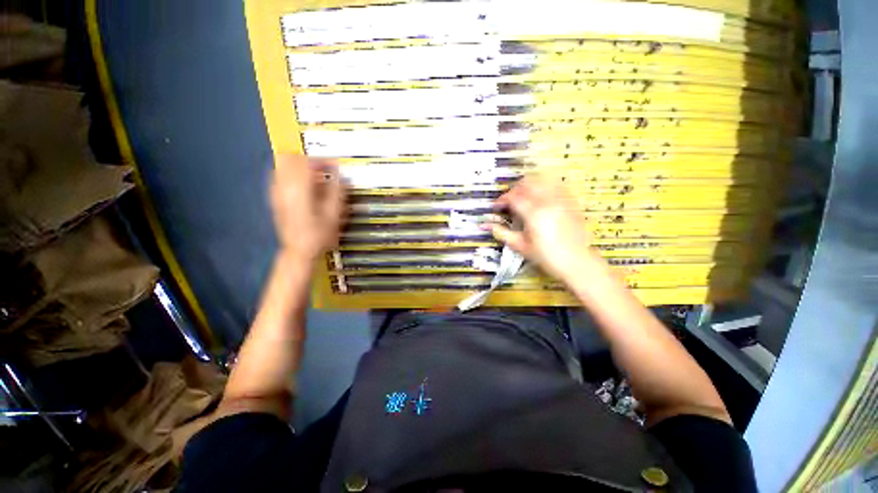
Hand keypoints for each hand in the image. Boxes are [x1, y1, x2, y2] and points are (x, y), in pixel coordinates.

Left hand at [270, 154, 345, 262]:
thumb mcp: (334, 214)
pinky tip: (306, 186)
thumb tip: (340, 175)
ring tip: (316, 176)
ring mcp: (276, 192)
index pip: (307, 162)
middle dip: (309, 159)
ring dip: (301, 166)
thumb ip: (337, 191)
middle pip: (290, 158)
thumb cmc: (319, 234)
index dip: (324, 160)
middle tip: (324, 168)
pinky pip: (280, 176)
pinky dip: (293, 174)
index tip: (335, 165)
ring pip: (283, 165)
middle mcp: (283, 186)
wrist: (299, 251)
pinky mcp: (275, 198)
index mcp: (299, 189)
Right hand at [484, 175, 601, 282]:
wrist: (576, 262)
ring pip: (543, 180)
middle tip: (510, 201)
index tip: (496, 207)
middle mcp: (548, 201)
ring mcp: (562, 200)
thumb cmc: (546, 256)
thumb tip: (484, 225)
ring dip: (530, 185)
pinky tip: (542, 197)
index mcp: (533, 213)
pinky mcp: (571, 202)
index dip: (501, 200)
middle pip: (527, 183)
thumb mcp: (520, 246)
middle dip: (515, 189)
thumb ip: (501, 233)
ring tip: (525, 197)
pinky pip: (557, 185)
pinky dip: (546, 187)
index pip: (513, 197)